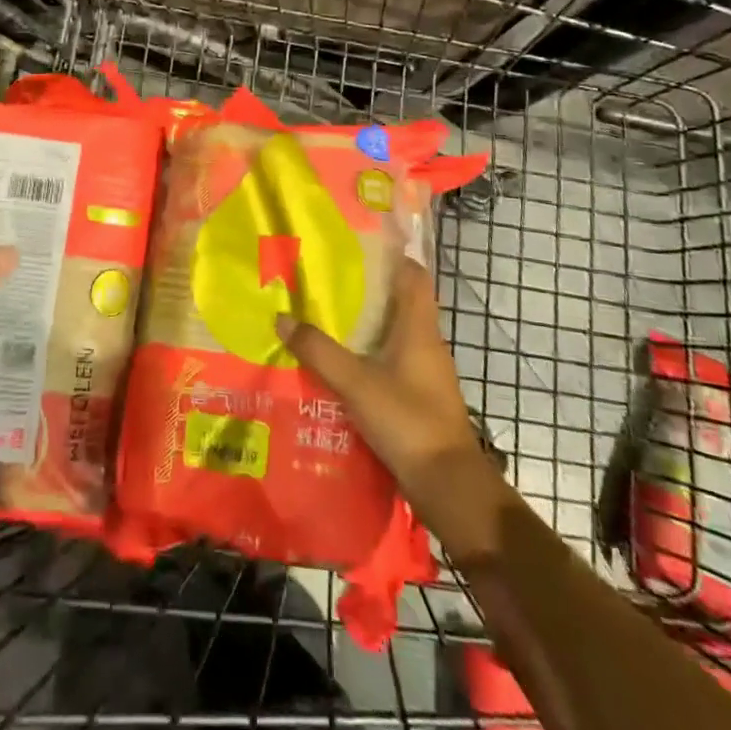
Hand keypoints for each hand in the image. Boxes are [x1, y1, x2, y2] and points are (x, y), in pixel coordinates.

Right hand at [276, 259, 507, 557]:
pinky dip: (369, 354)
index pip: (413, 275)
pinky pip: (392, 361)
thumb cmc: (408, 421)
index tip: (359, 242)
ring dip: (367, 323)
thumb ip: (318, 351)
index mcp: (419, 328)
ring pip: (395, 333)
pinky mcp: (420, 397)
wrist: (449, 486)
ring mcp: (426, 372)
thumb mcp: (355, 383)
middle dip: (368, 288)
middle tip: (327, 277)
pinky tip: (341, 362)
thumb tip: (282, 318)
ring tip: (326, 315)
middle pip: (401, 301)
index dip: (392, 254)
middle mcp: (427, 343)